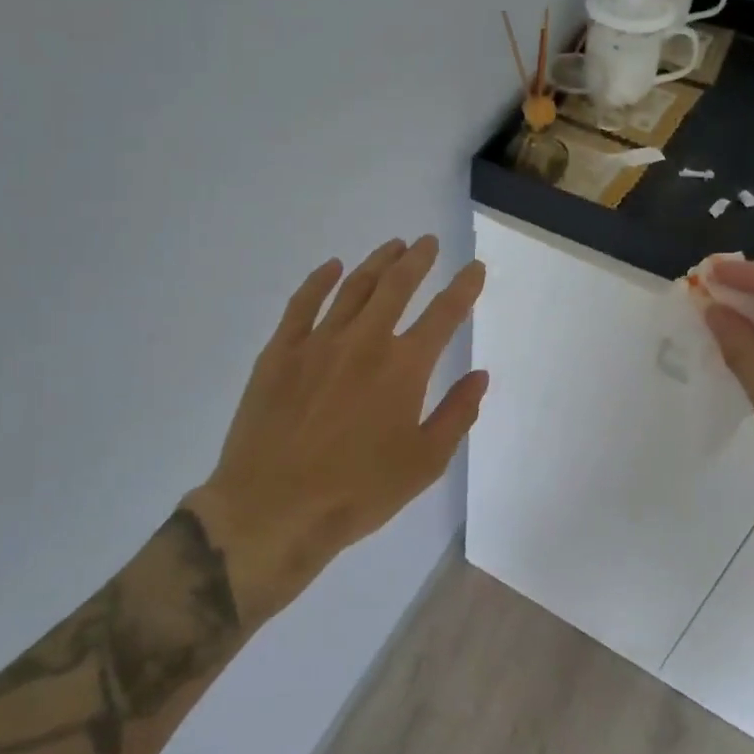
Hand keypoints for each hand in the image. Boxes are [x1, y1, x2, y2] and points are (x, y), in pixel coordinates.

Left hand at [186, 236, 487, 621]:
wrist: (273, 510)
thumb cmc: (358, 493)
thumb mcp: (424, 463)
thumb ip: (457, 414)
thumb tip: (480, 375)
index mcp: (404, 367)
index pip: (445, 314)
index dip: (464, 287)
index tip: (475, 268)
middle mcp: (365, 341)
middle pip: (397, 285)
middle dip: (418, 260)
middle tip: (428, 243)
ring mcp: (318, 342)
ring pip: (354, 287)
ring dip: (377, 262)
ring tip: (393, 247)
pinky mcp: (280, 352)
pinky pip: (302, 303)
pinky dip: (320, 280)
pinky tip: (332, 267)